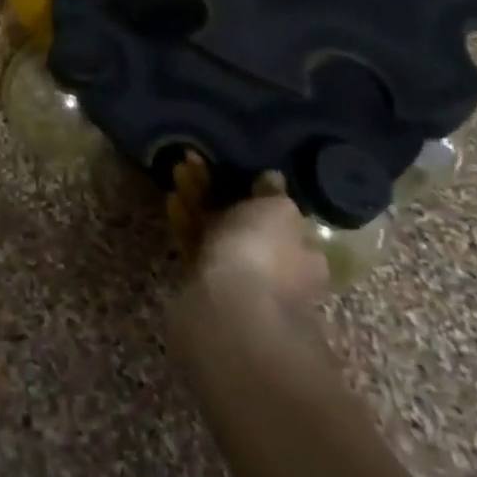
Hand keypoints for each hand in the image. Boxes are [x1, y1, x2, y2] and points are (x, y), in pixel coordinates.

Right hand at [169, 166, 329, 352]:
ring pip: (217, 232)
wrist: (228, 313)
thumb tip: (273, 179)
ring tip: (178, 170)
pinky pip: (196, 247)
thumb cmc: (263, 255)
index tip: (239, 169)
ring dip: (198, 201)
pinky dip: (185, 222)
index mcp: (305, 255)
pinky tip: (171, 200)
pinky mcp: (206, 288)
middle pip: (246, 224)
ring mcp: (241, 282)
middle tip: (198, 164)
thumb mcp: (277, 211)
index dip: (260, 191)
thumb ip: (273, 193)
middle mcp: (278, 272)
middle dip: (222, 192)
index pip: (284, 218)